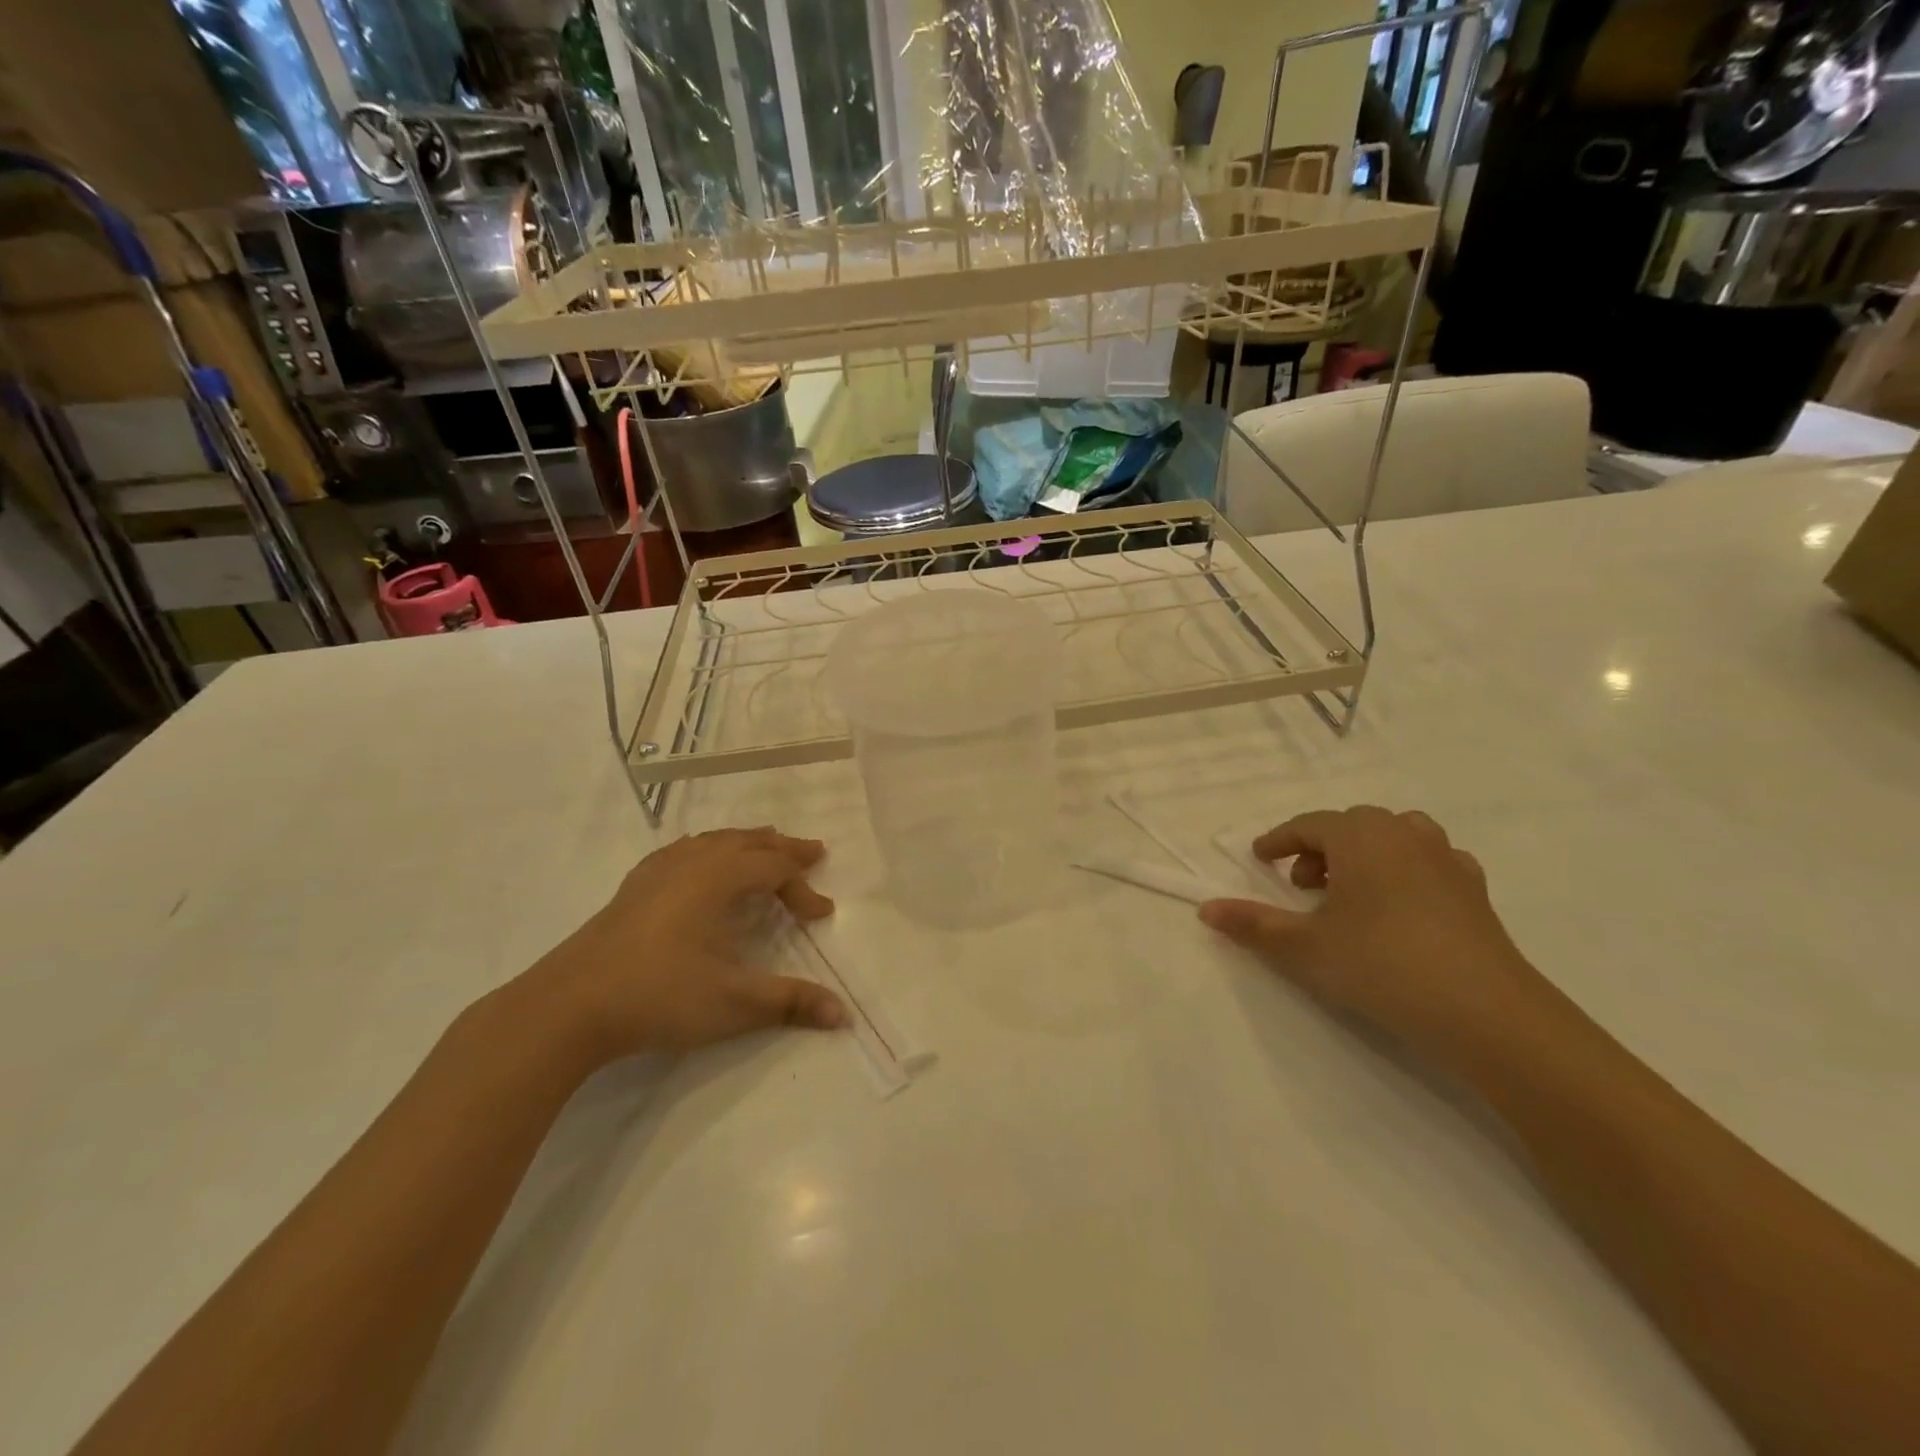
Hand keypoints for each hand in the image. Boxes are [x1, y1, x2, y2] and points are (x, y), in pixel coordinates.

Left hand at [525, 828, 846, 1062]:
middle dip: (782, 848)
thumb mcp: (734, 1003)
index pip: (774, 869)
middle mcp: (691, 864)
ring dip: (745, 843)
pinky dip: (706, 849)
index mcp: (718, 879)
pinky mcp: (632, 888)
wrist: (569, 1007)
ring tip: (763, 845)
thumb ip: (791, 1003)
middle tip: (811, 852)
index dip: (803, 888)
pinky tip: (699, 861)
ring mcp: (656, 872)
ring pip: (712, 841)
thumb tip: (844, 1015)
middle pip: (747, 842)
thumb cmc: (659, 996)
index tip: (822, 914)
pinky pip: (681, 851)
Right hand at [1198, 806, 1563, 1068]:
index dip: (1279, 841)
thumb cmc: (1382, 965)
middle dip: (1320, 848)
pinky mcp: (1475, 890)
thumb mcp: (1304, 947)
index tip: (1260, 858)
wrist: (1486, 1012)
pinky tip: (1403, 904)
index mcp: (1359, 837)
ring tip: (1351, 891)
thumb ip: (1252, 925)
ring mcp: (1446, 859)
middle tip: (1302, 885)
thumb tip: (1206, 909)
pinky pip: (1431, 861)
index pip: (1308, 825)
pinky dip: (1408, 870)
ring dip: (1364, 854)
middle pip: (1351, 825)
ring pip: (1395, 836)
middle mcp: (1403, 834)